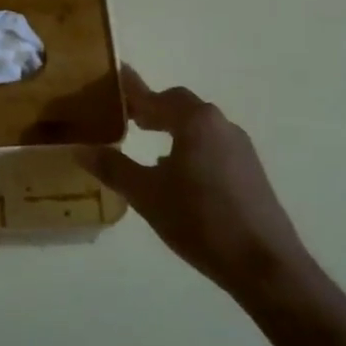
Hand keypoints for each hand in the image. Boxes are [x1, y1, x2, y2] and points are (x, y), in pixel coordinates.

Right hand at [85, 66, 317, 302]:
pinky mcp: (250, 170)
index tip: (112, 81)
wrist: (265, 265)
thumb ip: (113, 168)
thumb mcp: (147, 195)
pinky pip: (212, 145)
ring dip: (173, 128)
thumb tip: (81, 149)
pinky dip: (190, 147)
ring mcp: (240, 147)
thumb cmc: (200, 220)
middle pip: (180, 105)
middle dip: (153, 109)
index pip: (155, 96)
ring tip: (147, 145)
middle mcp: (220, 124)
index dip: (131, 91)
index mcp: (195, 121)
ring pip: (198, 126)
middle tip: (127, 118)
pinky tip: (178, 174)